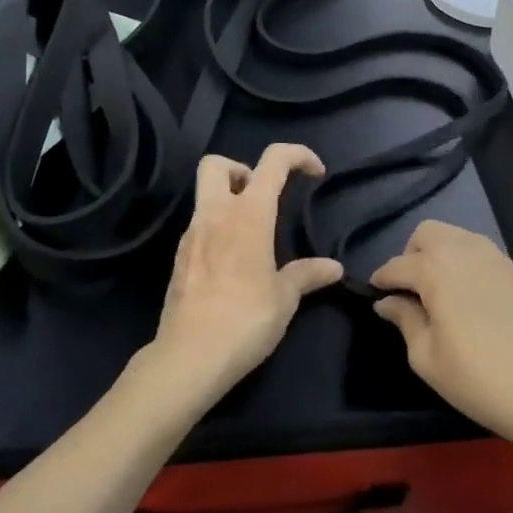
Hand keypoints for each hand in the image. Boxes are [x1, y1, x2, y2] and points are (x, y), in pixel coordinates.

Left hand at [148, 144, 342, 401]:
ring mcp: (192, 234)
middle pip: (216, 163)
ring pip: (204, 195)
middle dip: (242, 168)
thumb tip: (334, 268)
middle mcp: (215, 214)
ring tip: (253, 235)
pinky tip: (232, 262)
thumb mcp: (285, 298)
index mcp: (248, 214)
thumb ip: (307, 275)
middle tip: (263, 196)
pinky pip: (199, 226)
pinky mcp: (179, 257)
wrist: (190, 356)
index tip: (316, 173)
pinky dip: (217, 229)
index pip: (273, 161)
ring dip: (229, 200)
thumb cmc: (246, 320)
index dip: (298, 155)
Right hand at [370, 221, 512, 443]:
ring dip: (439, 252)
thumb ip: (404, 319)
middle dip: (411, 254)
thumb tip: (387, 302)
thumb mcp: (426, 357)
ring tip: (437, 289)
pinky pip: (479, 250)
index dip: (382, 279)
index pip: (397, 265)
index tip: (375, 293)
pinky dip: (464, 261)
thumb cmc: (477, 379)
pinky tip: (467, 293)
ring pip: (455, 235)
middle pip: (426, 233)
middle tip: (409, 289)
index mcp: (436, 269)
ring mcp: (494, 257)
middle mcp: (464, 251)